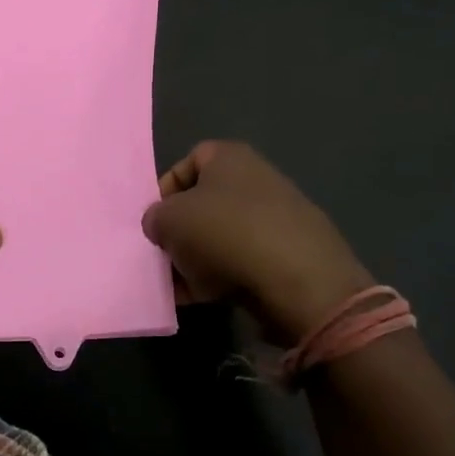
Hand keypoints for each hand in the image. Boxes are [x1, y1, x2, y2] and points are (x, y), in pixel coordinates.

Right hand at [142, 141, 371, 342]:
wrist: (299, 282)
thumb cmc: (225, 234)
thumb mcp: (168, 220)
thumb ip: (155, 218)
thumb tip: (161, 225)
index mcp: (229, 157)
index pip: (187, 162)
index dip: (165, 190)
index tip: (155, 220)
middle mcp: (257, 179)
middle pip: (204, 203)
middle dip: (180, 231)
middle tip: (165, 256)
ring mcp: (278, 218)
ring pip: (222, 236)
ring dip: (197, 259)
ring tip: (180, 286)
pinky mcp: (291, 254)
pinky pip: (244, 262)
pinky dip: (222, 277)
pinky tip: (203, 298)